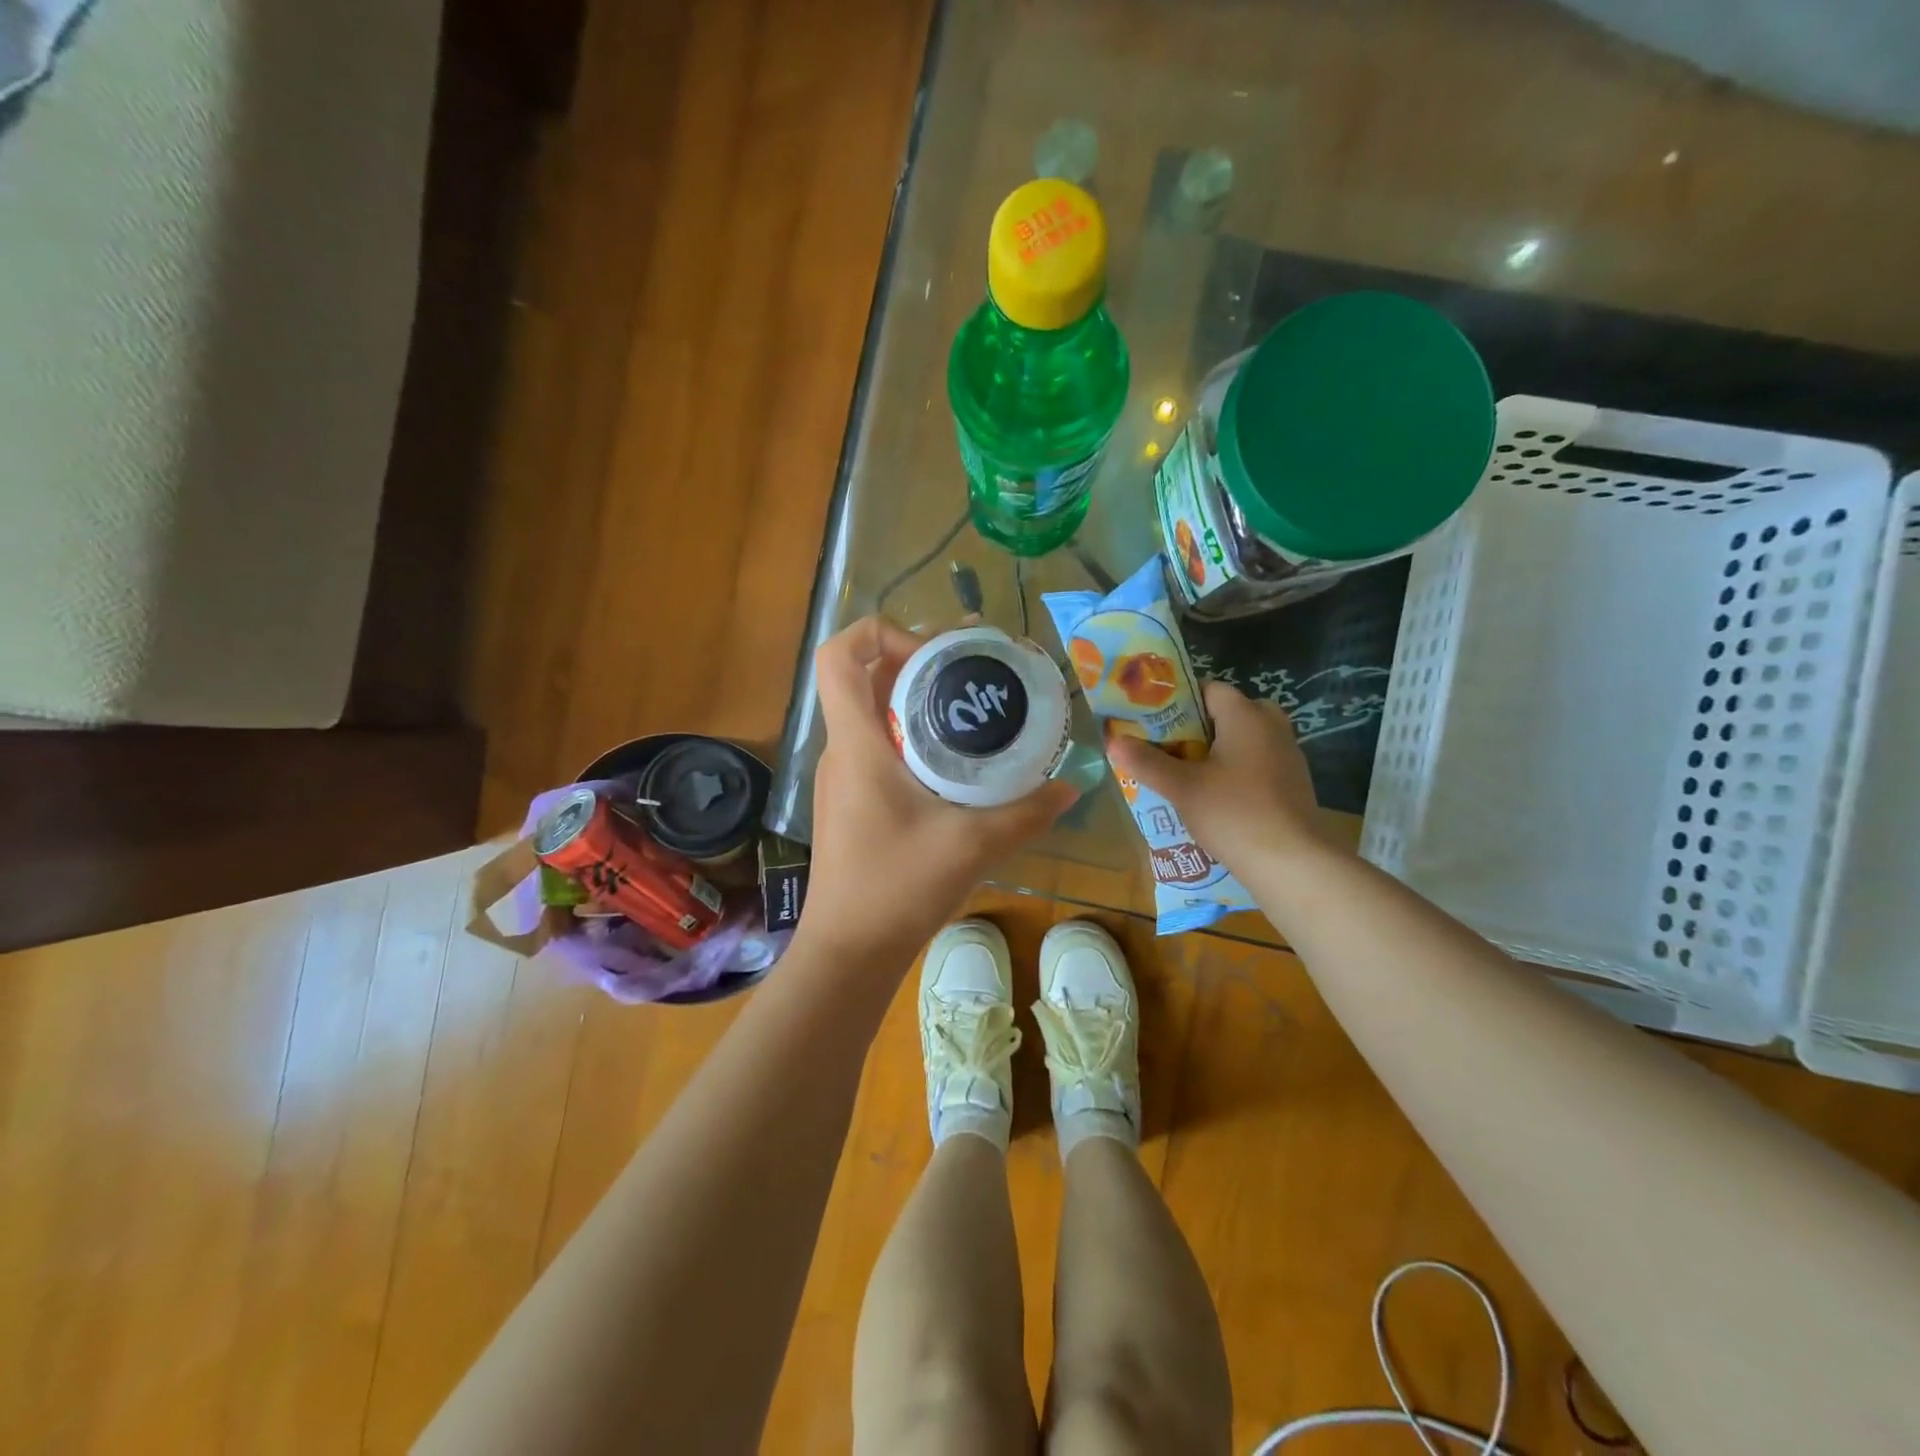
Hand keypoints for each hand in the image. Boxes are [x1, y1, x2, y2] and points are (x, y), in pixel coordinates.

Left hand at [802, 617, 1077, 963]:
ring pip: (872, 713)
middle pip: (865, 677)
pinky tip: (955, 761)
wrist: (848, 952)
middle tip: (973, 669)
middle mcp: (842, 750)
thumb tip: (1070, 787)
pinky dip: (913, 735)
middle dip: (917, 660)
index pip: (838, 657)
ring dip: (916, 699)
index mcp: (857, 745)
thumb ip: (1025, 813)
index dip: (879, 633)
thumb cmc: (897, 889)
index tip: (934, 654)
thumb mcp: (972, 846)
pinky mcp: (851, 800)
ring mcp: (842, 777)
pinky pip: (878, 746)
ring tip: (972, 706)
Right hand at [1106, 680, 1328, 874]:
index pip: (1210, 689)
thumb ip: (1146, 762)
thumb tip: (1112, 741)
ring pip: (1246, 740)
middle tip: (1171, 747)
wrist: (1292, 862)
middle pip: (1231, 713)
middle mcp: (1272, 727)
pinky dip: (1236, 772)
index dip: (1180, 700)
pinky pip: (1258, 764)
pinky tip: (1215, 797)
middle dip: (1200, 727)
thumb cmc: (1234, 813)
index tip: (1155, 720)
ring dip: (1218, 751)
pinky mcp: (1293, 784)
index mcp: (1246, 716)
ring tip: (1185, 773)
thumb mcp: (1182, 787)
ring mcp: (1288, 756)